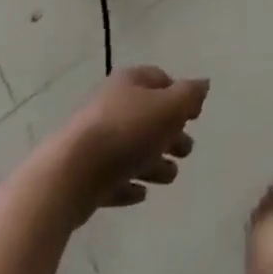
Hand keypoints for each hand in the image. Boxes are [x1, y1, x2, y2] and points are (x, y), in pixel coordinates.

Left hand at [60, 65, 208, 213]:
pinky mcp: (83, 175)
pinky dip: (128, 184)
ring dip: (153, 161)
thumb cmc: (126, 132)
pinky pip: (112, 177)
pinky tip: (140, 194)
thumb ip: (190, 95)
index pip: (160, 79)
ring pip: (132, 148)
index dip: (179, 95)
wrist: (69, 176)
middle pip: (147, 116)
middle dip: (170, 132)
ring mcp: (94, 141)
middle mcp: (111, 105)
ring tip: (170, 177)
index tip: (194, 115)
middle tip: (186, 150)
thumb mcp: (169, 107)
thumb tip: (203, 84)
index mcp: (129, 83)